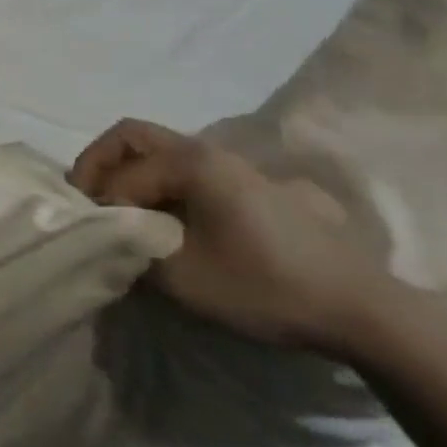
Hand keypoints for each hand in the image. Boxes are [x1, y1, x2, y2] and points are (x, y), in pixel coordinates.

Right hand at [68, 118, 399, 351]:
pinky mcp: (242, 186)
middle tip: (87, 201)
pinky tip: (158, 221)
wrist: (359, 309)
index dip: (101, 205)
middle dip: (100, 165)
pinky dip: (153, 184)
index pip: (123, 174)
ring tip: (118, 215)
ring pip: (155, 152)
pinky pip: (179, 170)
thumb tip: (110, 237)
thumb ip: (132, 250)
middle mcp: (205, 150)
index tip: (95, 238)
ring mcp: (227, 165)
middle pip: (131, 136)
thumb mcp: (185, 278)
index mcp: (191, 162)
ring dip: (126, 175)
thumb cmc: (267, 287)